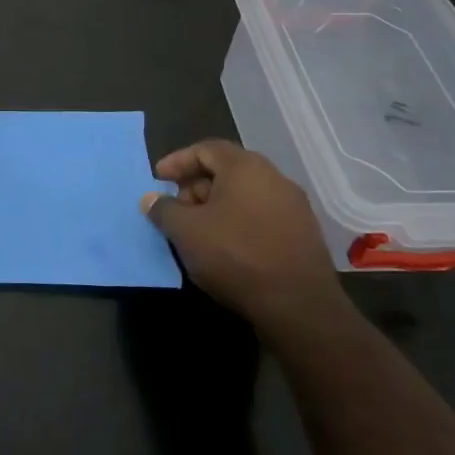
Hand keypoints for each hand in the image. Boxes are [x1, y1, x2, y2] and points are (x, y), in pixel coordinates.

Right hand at [140, 140, 338, 325]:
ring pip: (245, 195)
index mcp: (245, 167)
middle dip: (196, 186)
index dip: (177, 161)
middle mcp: (274, 178)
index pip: (205, 149)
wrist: (298, 305)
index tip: (158, 179)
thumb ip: (163, 209)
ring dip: (217, 206)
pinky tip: (226, 247)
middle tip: (176, 209)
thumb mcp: (186, 231)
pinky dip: (238, 222)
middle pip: (227, 170)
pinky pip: (262, 216)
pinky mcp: (304, 234)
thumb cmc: (235, 255)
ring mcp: (294, 207)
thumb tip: (151, 199)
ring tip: (198, 231)